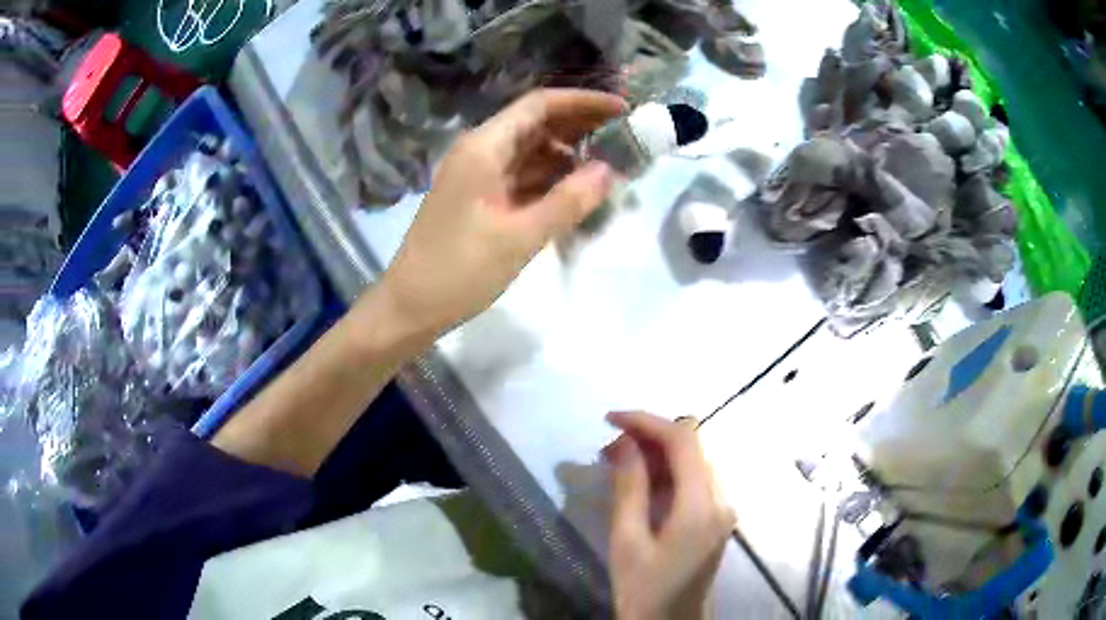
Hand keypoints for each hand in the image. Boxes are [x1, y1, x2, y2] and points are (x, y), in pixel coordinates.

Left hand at [373, 88, 624, 339]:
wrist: (410, 307)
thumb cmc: (459, 271)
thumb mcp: (520, 237)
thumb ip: (568, 201)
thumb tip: (609, 170)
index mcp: (484, 147)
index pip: (539, 105)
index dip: (583, 102)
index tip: (622, 109)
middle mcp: (480, 151)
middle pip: (536, 124)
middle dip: (580, 128)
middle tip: (624, 140)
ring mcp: (478, 175)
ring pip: (531, 152)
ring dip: (567, 156)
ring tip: (610, 167)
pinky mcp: (479, 198)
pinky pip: (521, 177)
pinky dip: (550, 180)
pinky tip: (577, 191)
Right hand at [604, 412, 734, 619]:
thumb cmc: (644, 589)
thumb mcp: (627, 541)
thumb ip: (629, 487)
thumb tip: (625, 442)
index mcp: (701, 505)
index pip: (684, 440)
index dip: (647, 421)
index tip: (610, 419)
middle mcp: (721, 498)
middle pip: (693, 445)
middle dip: (651, 436)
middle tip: (610, 446)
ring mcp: (723, 507)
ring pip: (694, 460)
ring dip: (658, 453)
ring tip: (618, 462)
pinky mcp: (717, 516)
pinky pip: (694, 479)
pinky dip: (667, 471)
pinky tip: (640, 481)